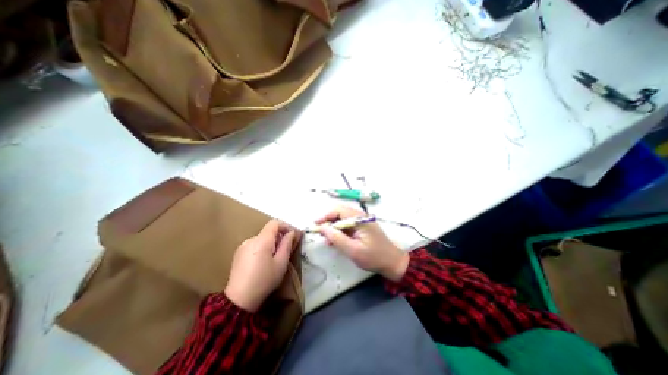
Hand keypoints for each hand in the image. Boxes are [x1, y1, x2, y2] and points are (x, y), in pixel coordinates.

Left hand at [224, 221, 296, 312]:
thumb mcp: (281, 262)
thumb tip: (292, 233)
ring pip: (261, 239)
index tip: (292, 236)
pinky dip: (262, 248)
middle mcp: (251, 239)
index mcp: (262, 240)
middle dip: (279, 237)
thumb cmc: (265, 280)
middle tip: (285, 250)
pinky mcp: (238, 254)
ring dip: (270, 244)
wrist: (239, 300)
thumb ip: (287, 244)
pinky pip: (254, 245)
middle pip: (268, 231)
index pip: (274, 223)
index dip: (285, 226)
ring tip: (274, 259)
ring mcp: (243, 246)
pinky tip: (262, 263)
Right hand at [316, 206, 408, 282]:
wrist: (392, 262)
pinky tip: (334, 241)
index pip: (339, 210)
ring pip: (342, 219)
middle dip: (328, 221)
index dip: (325, 216)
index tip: (315, 225)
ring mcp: (361, 221)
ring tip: (325, 239)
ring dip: (333, 227)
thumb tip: (322, 228)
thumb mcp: (353, 250)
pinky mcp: (361, 227)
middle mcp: (360, 216)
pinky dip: (339, 231)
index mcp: (360, 219)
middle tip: (319, 232)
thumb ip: (336, 238)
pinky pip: (347, 225)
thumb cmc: (373, 257)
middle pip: (340, 213)